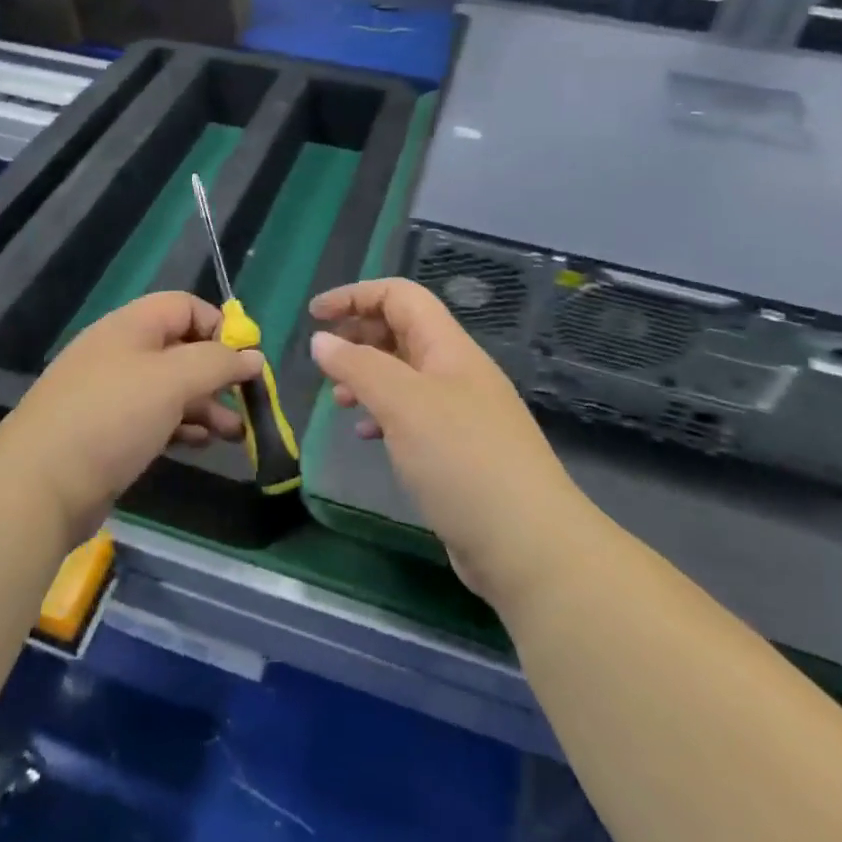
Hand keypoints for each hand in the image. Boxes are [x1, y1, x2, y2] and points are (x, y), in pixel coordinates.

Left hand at [0, 292, 262, 543]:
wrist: (38, 487)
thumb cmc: (111, 418)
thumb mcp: (173, 381)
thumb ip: (217, 364)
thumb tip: (253, 356)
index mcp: (130, 326)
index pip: (185, 306)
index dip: (219, 327)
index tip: (246, 360)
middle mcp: (120, 353)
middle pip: (180, 348)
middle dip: (217, 373)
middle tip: (248, 401)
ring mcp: (110, 394)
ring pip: (170, 388)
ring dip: (206, 405)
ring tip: (235, 433)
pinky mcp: (106, 433)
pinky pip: (154, 418)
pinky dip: (182, 426)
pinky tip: (201, 444)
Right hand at [309, 278, 584, 607]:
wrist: (528, 545)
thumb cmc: (462, 460)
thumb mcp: (403, 404)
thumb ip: (359, 366)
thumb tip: (322, 341)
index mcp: (448, 347)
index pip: (400, 296)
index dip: (355, 295)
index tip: (314, 315)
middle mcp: (456, 371)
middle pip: (401, 331)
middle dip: (358, 335)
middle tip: (323, 361)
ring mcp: (460, 412)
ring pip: (403, 375)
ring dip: (367, 377)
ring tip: (339, 399)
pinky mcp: (458, 451)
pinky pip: (411, 415)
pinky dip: (383, 414)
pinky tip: (366, 434)